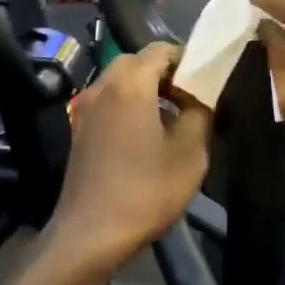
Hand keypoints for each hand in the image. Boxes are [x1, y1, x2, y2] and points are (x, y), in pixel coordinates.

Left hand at [46, 44, 211, 277]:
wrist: (90, 234)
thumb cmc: (145, 191)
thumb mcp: (190, 154)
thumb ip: (199, 114)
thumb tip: (198, 97)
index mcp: (130, 84)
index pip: (160, 49)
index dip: (187, 60)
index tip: (206, 82)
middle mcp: (101, 87)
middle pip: (137, 62)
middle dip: (166, 74)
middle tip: (191, 99)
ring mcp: (84, 109)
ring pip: (119, 82)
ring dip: (146, 90)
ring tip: (173, 119)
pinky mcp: (78, 130)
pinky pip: (108, 103)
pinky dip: (128, 106)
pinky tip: (147, 137)